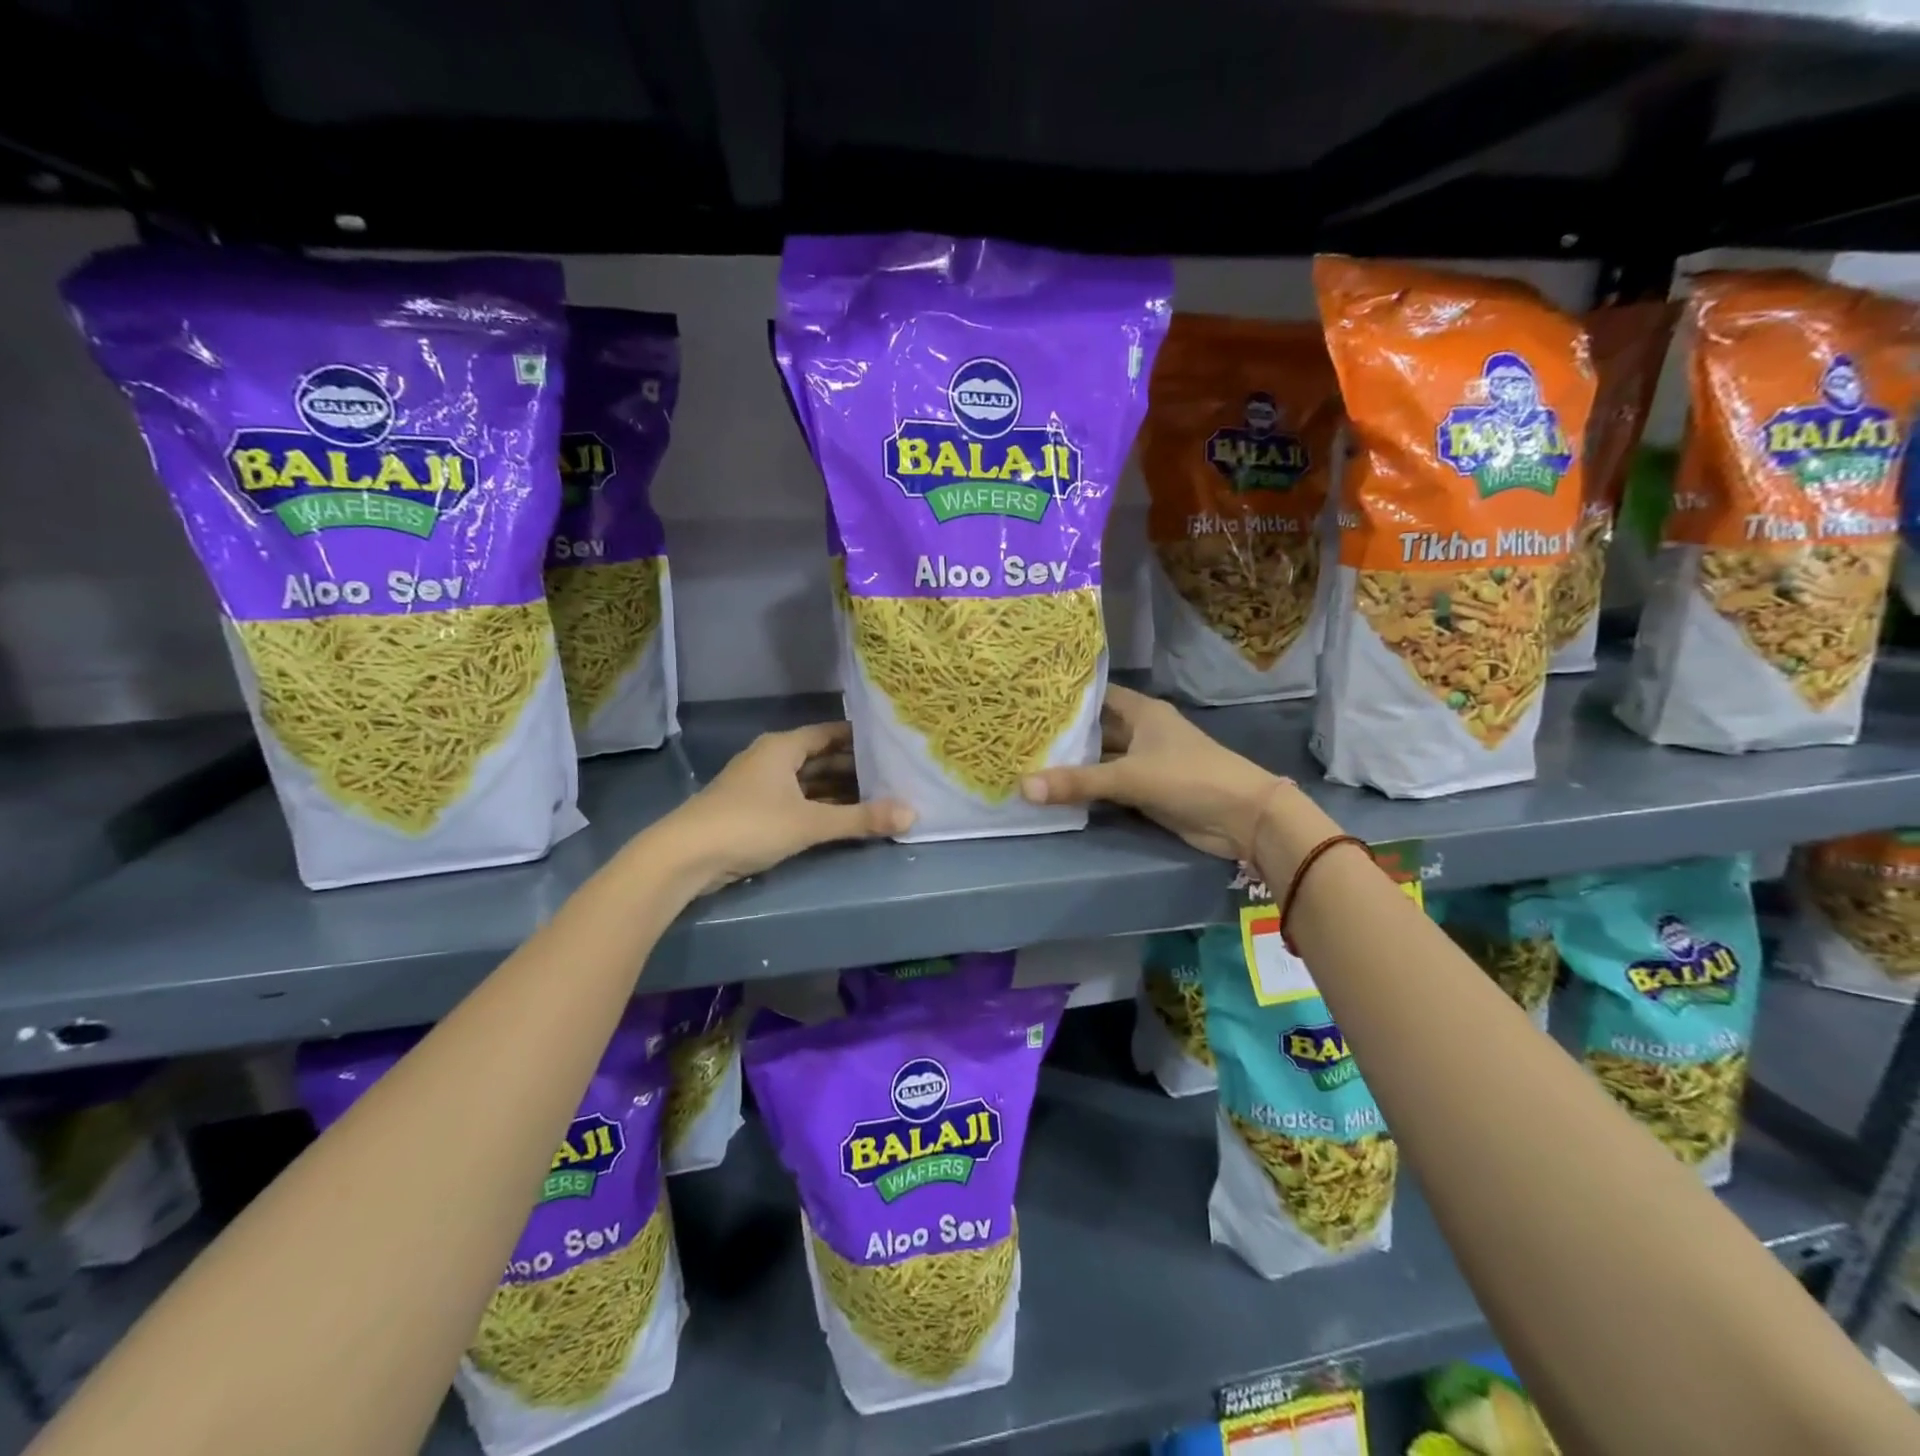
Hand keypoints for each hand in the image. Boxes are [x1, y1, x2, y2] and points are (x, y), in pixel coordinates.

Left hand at [663, 723, 912, 893]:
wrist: (684, 857)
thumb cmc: (749, 825)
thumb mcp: (810, 823)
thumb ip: (861, 819)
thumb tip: (913, 814)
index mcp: (783, 747)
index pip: (831, 733)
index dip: (861, 739)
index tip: (893, 746)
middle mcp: (771, 759)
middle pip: (821, 758)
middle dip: (855, 769)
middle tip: (894, 777)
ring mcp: (759, 786)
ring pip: (808, 782)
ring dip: (838, 791)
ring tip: (877, 799)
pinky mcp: (752, 811)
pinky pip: (796, 801)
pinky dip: (819, 807)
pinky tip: (842, 820)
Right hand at [1019, 685, 1284, 859]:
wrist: (1242, 818)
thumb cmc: (1189, 778)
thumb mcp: (1130, 777)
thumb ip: (1078, 783)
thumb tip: (1023, 787)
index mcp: (1142, 712)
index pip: (1096, 695)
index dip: (1066, 698)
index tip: (1028, 700)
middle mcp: (1141, 731)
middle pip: (1095, 729)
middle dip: (1062, 735)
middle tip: (1018, 735)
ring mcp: (1144, 762)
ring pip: (1100, 759)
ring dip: (1072, 764)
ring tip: (1026, 761)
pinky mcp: (1146, 790)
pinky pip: (1108, 785)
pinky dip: (1086, 788)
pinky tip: (1055, 790)